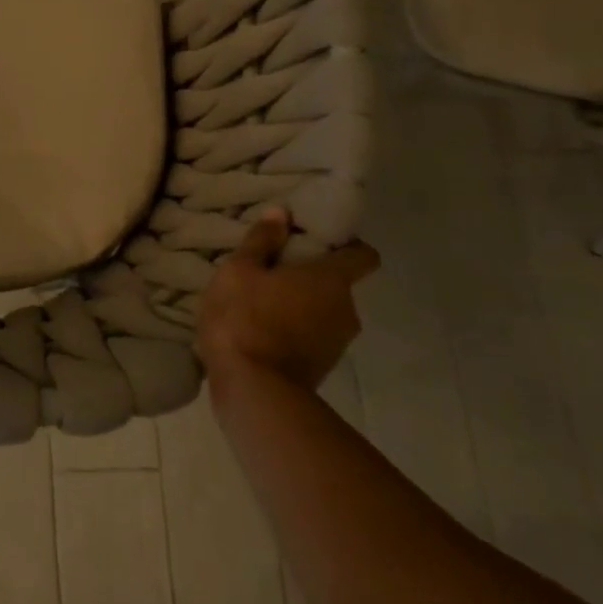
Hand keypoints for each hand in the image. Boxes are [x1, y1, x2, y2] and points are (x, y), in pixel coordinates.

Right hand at [196, 207, 379, 392]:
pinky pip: (310, 338)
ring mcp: (336, 344)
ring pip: (323, 313)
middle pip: (337, 285)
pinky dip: (292, 332)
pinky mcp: (320, 369)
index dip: (345, 244)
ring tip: (260, 303)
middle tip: (273, 271)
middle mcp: (346, 311)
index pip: (363, 255)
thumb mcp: (239, 271)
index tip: (316, 240)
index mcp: (332, 280)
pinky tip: (258, 331)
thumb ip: (262, 242)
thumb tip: (282, 213)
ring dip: (299, 306)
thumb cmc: (245, 318)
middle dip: (310, 277)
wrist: (252, 391)